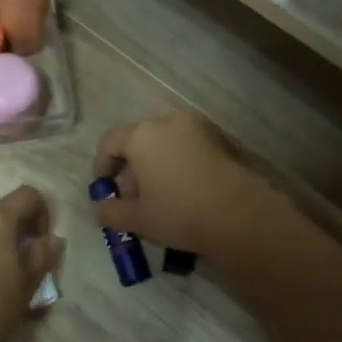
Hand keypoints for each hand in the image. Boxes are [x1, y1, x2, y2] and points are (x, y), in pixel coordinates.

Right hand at [91, 111, 276, 259]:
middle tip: (132, 201)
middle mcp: (168, 122)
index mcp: (142, 135)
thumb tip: (100, 209)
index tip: (104, 189)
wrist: (241, 215)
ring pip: (164, 146)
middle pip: (139, 142)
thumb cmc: (180, 213)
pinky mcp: (220, 141)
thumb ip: (110, 212)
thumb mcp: (137, 219)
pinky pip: (187, 150)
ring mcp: (198, 129)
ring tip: (158, 201)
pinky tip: (182, 195)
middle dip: (131, 171)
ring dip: (155, 169)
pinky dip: (177, 167)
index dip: (102, 166)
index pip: (110, 142)